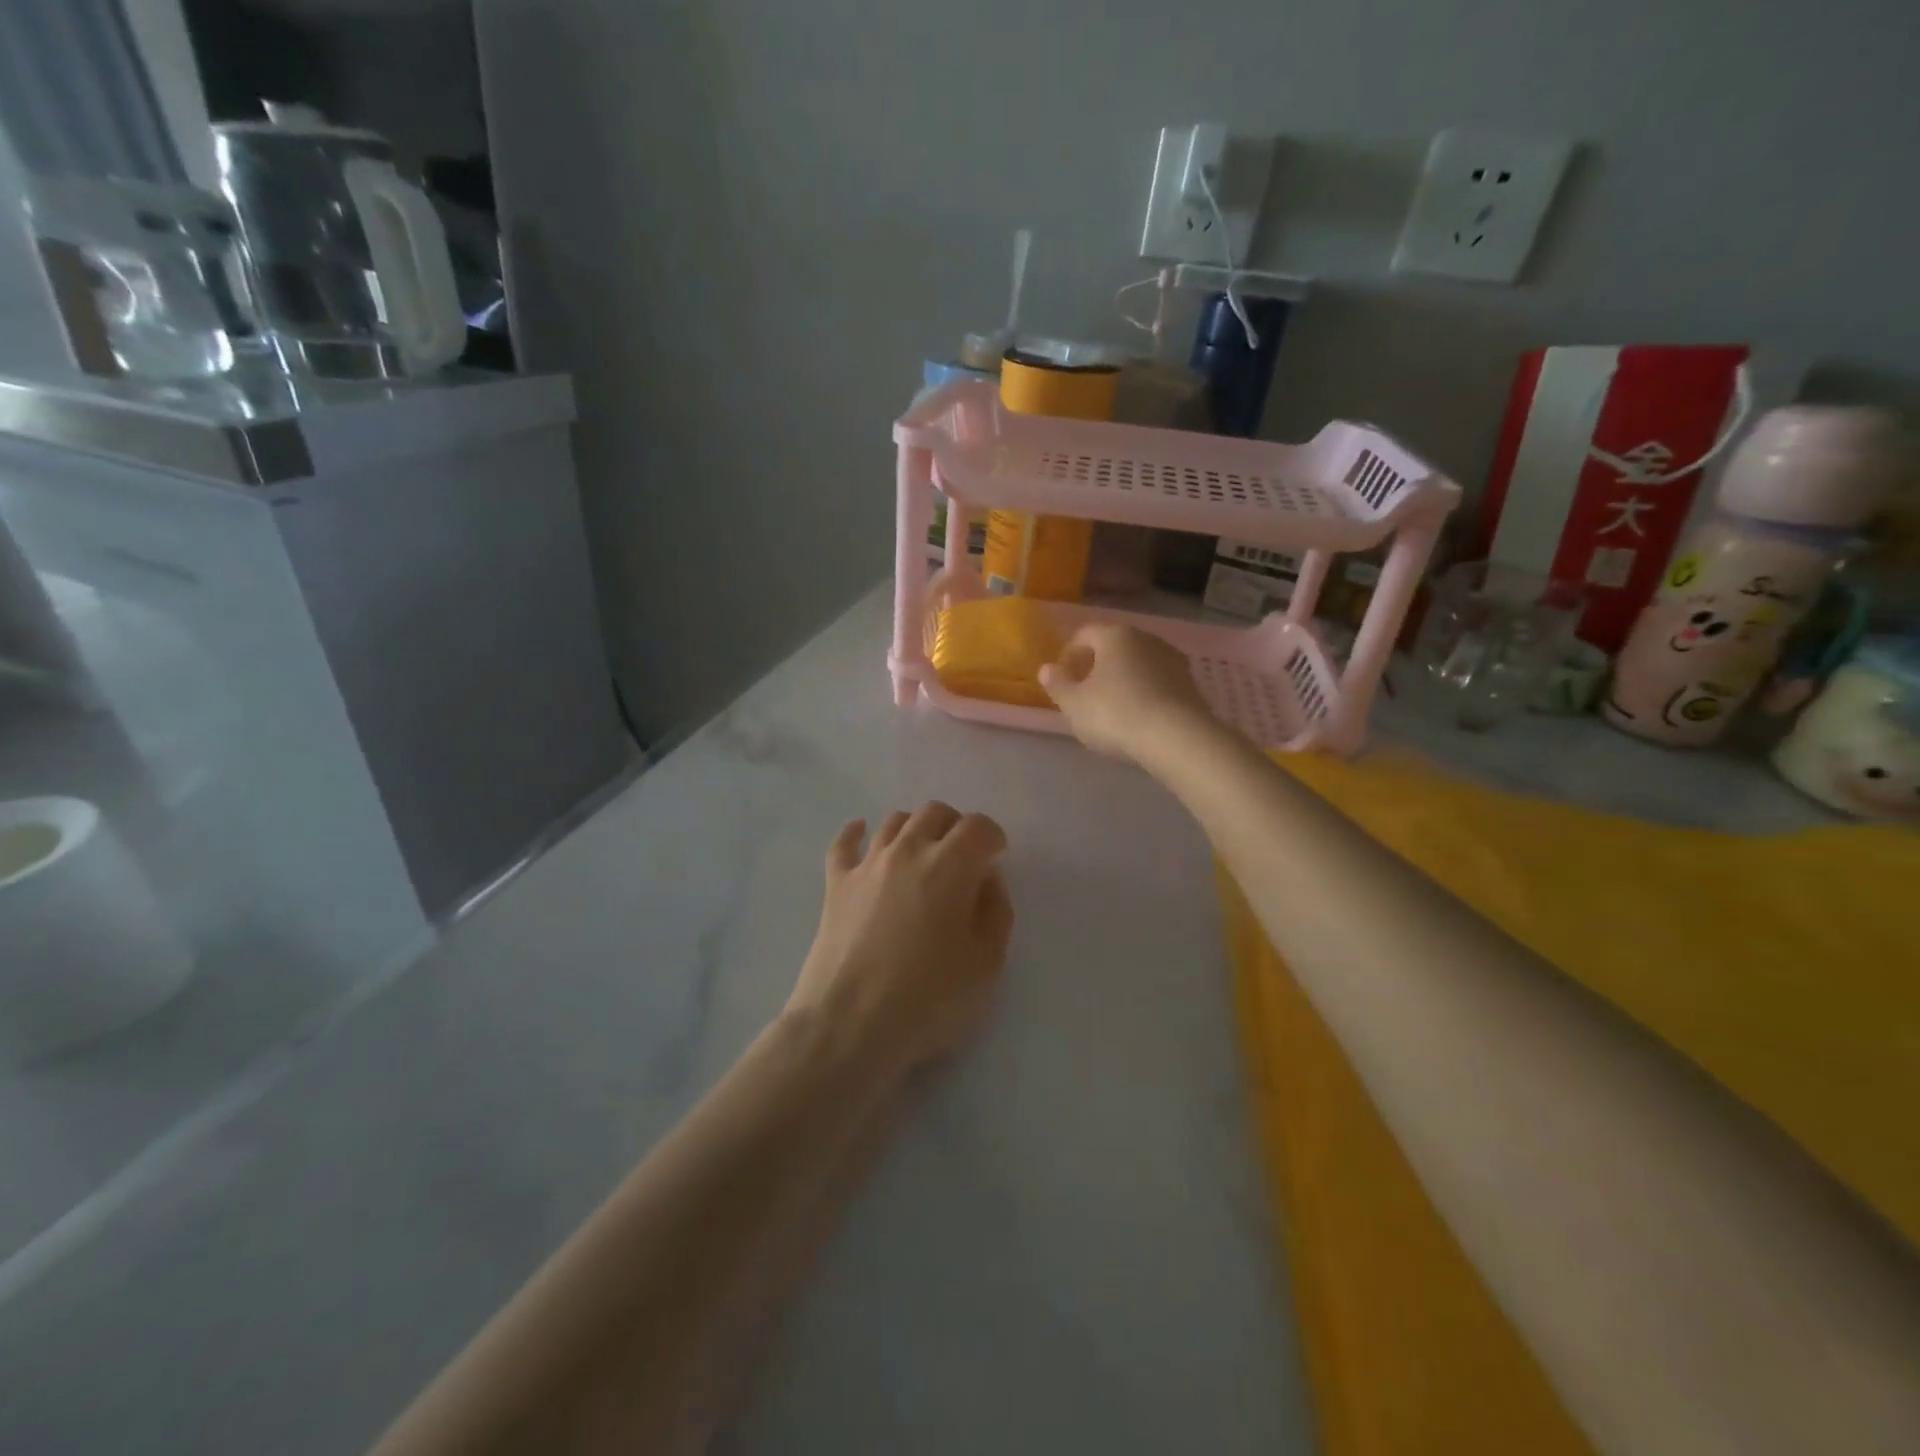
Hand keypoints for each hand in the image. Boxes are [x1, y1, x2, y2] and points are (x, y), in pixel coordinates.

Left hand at [788, 804, 1013, 1077]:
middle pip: (934, 813)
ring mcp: (867, 865)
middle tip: (963, 856)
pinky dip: (855, 832)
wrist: (850, 1025)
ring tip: (922, 852)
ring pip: (894, 822)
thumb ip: (996, 911)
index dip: (993, 837)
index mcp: (951, 866)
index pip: (978, 827)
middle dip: (955, 826)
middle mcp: (908, 851)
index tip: (996, 858)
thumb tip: (987, 879)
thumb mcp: (987, 963)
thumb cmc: (929, 998)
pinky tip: (860, 832)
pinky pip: (843, 844)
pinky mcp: (836, 884)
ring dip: (915, 828)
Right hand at [1039, 623, 1214, 764]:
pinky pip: (1157, 681)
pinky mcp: (1190, 682)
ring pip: (1137, 663)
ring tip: (1111, 706)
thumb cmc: (1115, 714)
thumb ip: (1057, 684)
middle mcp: (1145, 638)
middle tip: (1083, 692)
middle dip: (1096, 665)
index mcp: (1114, 635)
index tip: (1061, 679)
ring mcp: (1172, 659)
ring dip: (1122, 678)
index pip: (1084, 634)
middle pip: (1113, 646)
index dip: (1068, 655)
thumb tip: (1046, 669)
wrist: (1177, 738)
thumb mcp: (1074, 705)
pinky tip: (1138, 715)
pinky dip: (1144, 691)